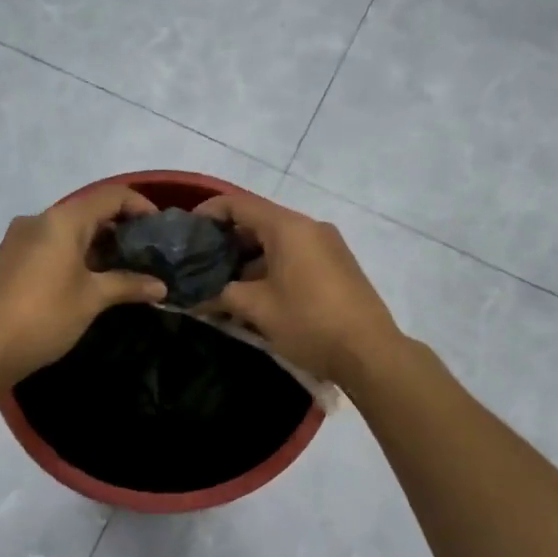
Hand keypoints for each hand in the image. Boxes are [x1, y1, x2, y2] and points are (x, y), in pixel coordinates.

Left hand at [0, 185, 167, 385]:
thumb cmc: (44, 316)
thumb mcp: (93, 299)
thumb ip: (129, 285)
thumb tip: (161, 288)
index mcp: (62, 220)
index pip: (111, 196)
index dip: (140, 206)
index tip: (160, 231)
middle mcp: (39, 219)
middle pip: (89, 210)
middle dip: (120, 228)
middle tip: (145, 254)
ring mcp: (20, 238)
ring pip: (69, 229)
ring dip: (98, 243)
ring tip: (122, 269)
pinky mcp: (10, 258)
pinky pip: (51, 244)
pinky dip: (75, 253)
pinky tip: (89, 279)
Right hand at [194, 193, 404, 386]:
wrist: (371, 352)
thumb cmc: (309, 322)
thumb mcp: (258, 309)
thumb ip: (221, 295)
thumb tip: (192, 297)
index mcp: (289, 227)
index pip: (238, 204)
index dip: (208, 213)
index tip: (186, 232)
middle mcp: (310, 227)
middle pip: (258, 222)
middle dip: (227, 243)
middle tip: (200, 265)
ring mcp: (328, 246)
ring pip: (277, 243)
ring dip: (249, 261)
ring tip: (223, 287)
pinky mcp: (337, 266)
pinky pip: (296, 257)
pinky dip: (272, 269)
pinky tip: (256, 297)